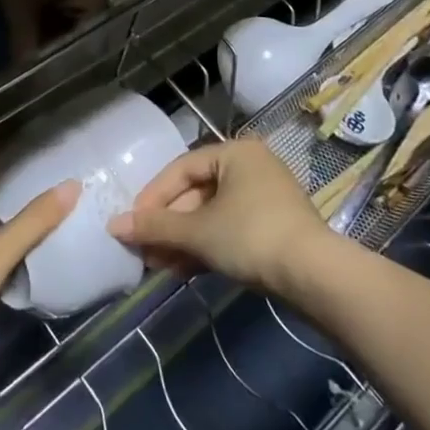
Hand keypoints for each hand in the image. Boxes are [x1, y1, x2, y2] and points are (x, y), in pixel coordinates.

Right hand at [107, 139, 326, 295]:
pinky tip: (183, 270)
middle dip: (168, 225)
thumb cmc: (252, 236)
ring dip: (183, 240)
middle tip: (144, 250)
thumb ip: (156, 226)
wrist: (316, 277)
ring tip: (158, 266)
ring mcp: (265, 198)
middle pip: (196, 193)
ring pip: (211, 215)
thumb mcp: (198, 231)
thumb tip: (113, 226)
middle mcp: (251, 167)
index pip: (181, 169)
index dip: (153, 196)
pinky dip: (206, 247)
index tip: (132, 223)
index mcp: (235, 152)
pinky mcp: (274, 228)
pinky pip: (229, 230)